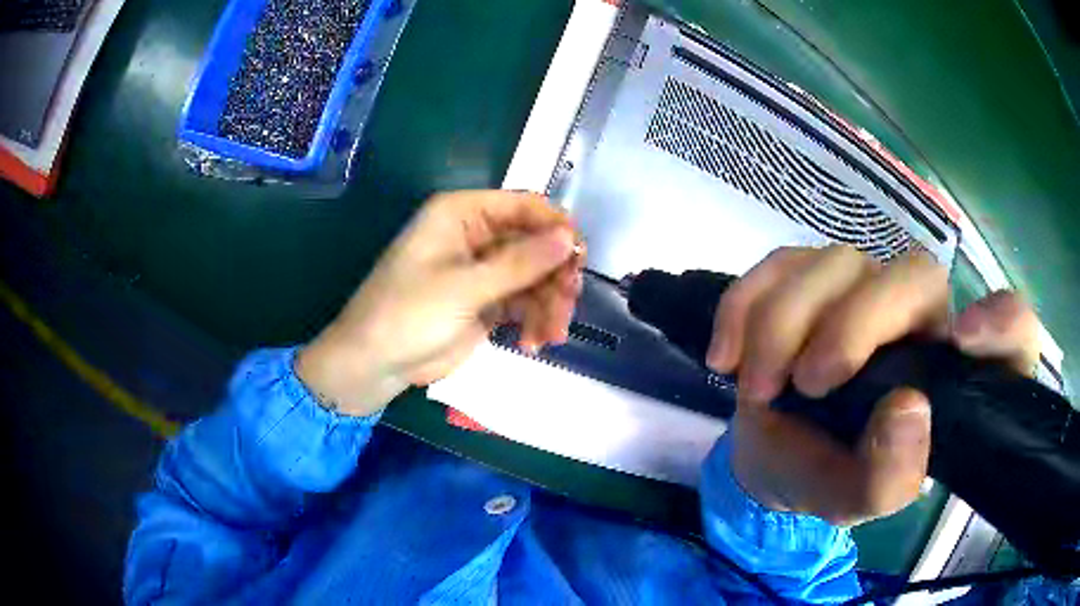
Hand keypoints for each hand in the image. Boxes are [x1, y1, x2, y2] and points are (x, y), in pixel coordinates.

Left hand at [296, 190, 583, 416]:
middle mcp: (477, 236)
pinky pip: (524, 303)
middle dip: (555, 275)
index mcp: (463, 214)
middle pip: (536, 243)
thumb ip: (520, 263)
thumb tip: (568, 237)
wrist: (375, 364)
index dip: (555, 227)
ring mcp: (484, 271)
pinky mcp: (487, 302)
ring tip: (549, 336)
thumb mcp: (465, 287)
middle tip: (566, 304)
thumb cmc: (407, 314)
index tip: (578, 257)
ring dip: (549, 305)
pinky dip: (534, 321)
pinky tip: (533, 344)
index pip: (524, 206)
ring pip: (535, 277)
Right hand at [706, 246, 1038, 524]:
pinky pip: (780, 262)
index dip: (1003, 326)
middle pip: (913, 275)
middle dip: (857, 324)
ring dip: (784, 324)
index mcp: (951, 374)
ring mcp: (863, 287)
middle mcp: (920, 318)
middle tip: (809, 384)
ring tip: (759, 388)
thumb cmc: (828, 476)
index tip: (962, 344)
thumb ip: (891, 476)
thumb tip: (908, 409)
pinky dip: (745, 304)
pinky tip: (727, 355)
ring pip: (835, 262)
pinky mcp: (809, 277)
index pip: (1012, 334)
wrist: (773, 456)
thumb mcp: (858, 500)